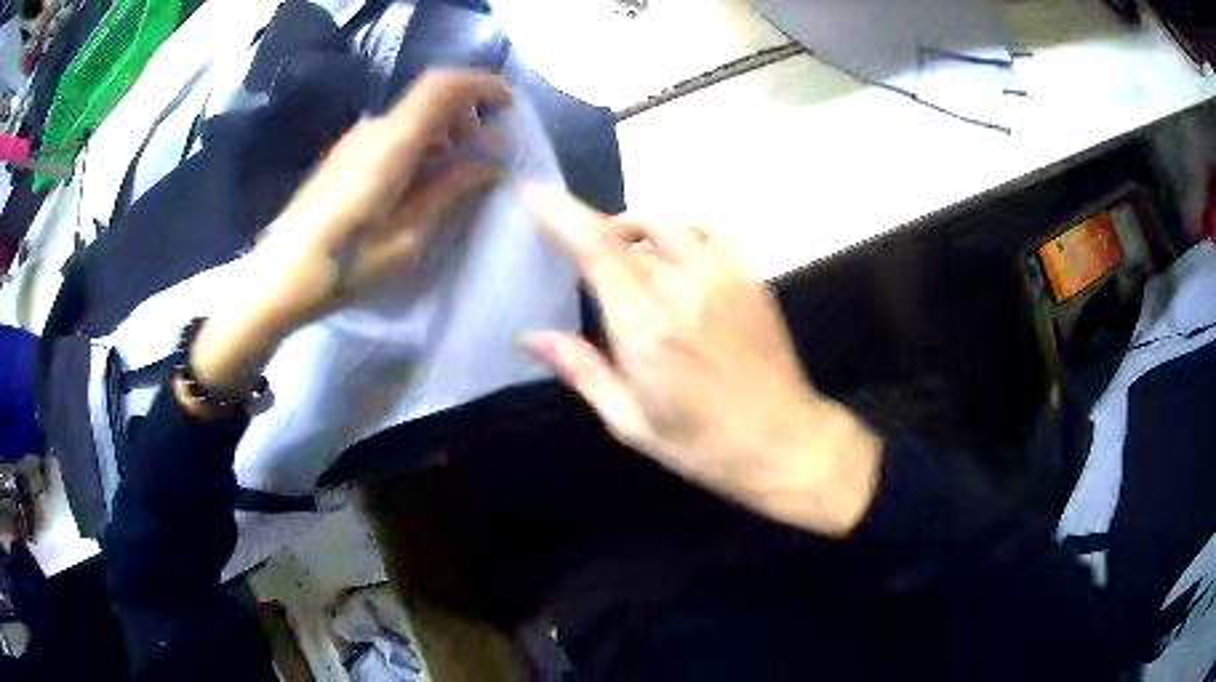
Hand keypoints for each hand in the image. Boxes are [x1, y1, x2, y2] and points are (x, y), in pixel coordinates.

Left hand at [189, 69, 512, 395]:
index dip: (482, 85)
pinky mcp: (343, 156)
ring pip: (411, 117)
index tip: (509, 106)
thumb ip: (449, 194)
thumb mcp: (406, 240)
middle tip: (483, 151)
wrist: (278, 278)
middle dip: (466, 114)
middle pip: (430, 99)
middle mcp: (373, 130)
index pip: (444, 86)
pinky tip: (416, 183)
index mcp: (392, 145)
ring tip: (452, 173)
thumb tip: (489, 167)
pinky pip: (392, 134)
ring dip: (441, 132)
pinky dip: (418, 144)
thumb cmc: (343, 266)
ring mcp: (354, 141)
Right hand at [520, 187, 881, 535]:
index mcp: (648, 329)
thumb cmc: (703, 444)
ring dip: (634, 229)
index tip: (532, 191)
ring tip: (623, 257)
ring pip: (667, 222)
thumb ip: (581, 369)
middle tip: (578, 251)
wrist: (784, 441)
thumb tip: (531, 336)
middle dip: (593, 228)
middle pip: (628, 228)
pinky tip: (673, 265)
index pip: (596, 249)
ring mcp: (724, 276)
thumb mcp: (631, 421)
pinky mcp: (749, 277)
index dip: (561, 213)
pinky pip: (703, 235)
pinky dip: (676, 238)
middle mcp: (686, 288)